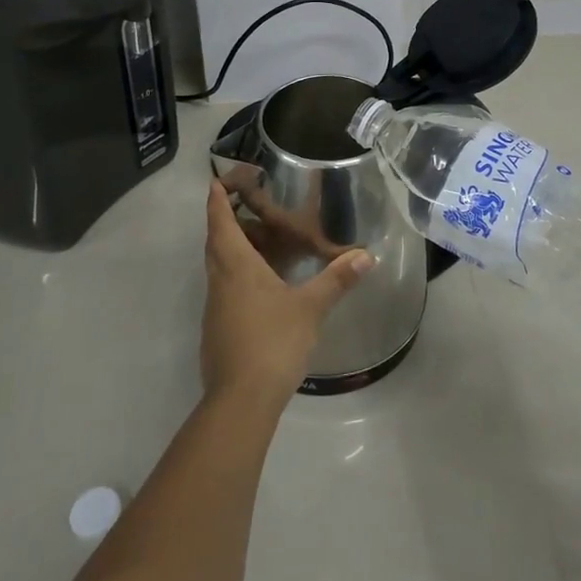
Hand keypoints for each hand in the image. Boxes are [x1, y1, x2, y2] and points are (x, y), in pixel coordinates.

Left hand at [201, 180, 372, 405]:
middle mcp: (219, 281)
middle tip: (248, 204)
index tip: (219, 179)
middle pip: (215, 241)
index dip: (218, 197)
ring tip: (262, 240)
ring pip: (218, 266)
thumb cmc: (273, 342)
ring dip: (233, 248)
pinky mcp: (217, 329)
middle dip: (225, 219)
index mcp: (236, 266)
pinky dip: (238, 274)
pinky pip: (225, 288)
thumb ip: (336, 279)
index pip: (219, 220)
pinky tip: (263, 285)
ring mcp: (215, 307)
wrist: (240, 400)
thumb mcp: (311, 308)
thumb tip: (366, 255)